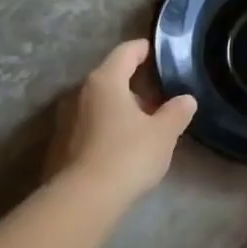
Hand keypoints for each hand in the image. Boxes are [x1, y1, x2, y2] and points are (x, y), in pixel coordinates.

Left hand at [47, 40, 197, 205]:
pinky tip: (122, 146)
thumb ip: (176, 112)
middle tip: (158, 97)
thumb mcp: (163, 134)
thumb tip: (186, 99)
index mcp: (106, 81)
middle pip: (110, 78)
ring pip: (99, 103)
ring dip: (119, 108)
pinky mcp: (61, 143)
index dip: (142, 49)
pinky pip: (89, 125)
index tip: (155, 51)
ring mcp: (66, 118)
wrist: (83, 198)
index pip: (125, 52)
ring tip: (142, 125)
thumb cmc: (127, 156)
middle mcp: (81, 93)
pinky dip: (106, 127)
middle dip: (134, 84)